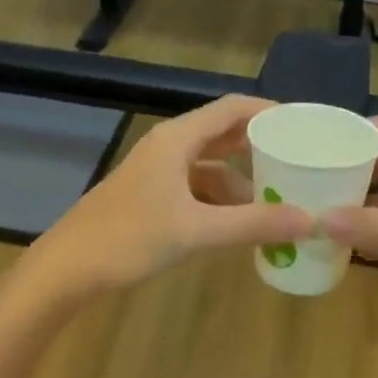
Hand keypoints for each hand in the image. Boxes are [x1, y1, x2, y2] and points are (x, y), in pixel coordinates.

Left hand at [23, 96, 314, 300]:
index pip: (232, 109)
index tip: (302, 126)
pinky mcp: (149, 195)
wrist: (67, 268)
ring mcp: (156, 171)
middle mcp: (168, 146)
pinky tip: (238, 222)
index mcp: (178, 139)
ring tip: (275, 199)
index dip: (268, 112)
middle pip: (222, 134)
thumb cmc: (130, 238)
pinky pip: (195, 186)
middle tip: (297, 160)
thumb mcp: (197, 231)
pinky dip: (219, 199)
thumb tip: (310, 220)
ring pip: (209, 164)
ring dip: (240, 179)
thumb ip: (254, 224)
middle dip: (259, 147)